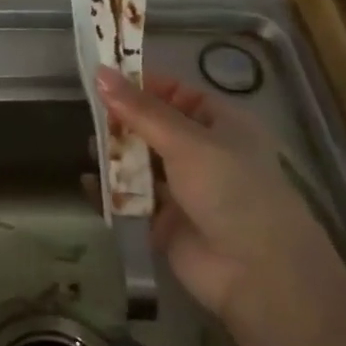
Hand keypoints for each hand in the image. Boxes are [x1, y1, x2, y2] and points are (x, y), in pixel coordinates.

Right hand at [97, 67, 319, 318]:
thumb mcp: (185, 141)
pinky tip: (88, 183)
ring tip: (89, 149)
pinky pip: (132, 200)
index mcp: (219, 124)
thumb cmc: (230, 188)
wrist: (257, 272)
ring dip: (115, 156)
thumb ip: (139, 110)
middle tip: (89, 115)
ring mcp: (184, 189)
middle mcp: (202, 152)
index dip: (142, 86)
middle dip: (122, 122)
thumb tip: (100, 72)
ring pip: (141, 164)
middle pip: (153, 128)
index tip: (103, 79)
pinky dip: (111, 192)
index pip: (175, 93)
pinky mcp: (165, 222)